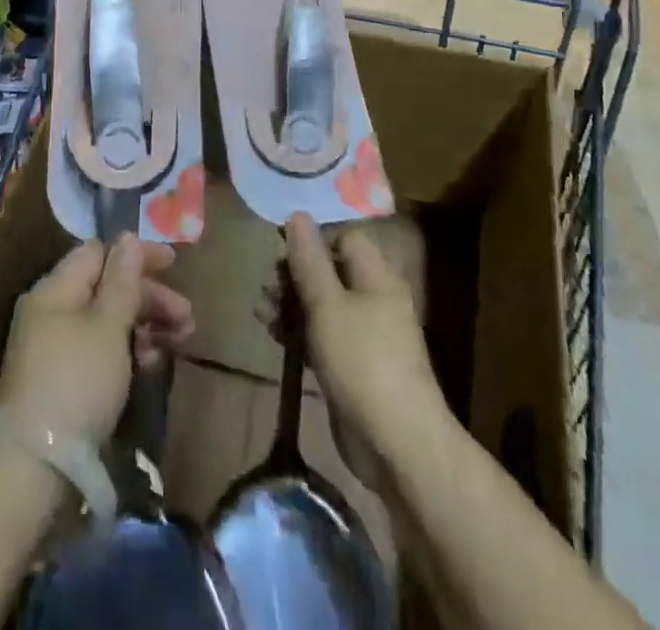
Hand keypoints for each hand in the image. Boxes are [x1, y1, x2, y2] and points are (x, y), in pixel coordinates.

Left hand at [0, 235, 193, 445]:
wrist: (32, 467)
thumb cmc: (76, 382)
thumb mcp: (107, 326)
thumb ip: (122, 280)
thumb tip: (128, 237)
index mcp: (56, 288)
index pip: (99, 253)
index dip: (137, 255)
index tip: (174, 265)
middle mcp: (51, 310)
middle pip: (106, 287)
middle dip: (149, 297)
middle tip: (187, 318)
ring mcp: (53, 347)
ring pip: (106, 321)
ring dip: (144, 325)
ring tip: (177, 342)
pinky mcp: (60, 381)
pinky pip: (99, 350)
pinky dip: (126, 351)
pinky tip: (149, 365)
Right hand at [285, 211, 446, 481]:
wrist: (398, 444)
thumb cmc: (362, 361)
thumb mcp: (327, 304)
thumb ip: (309, 259)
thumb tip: (297, 214)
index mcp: (376, 276)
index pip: (344, 238)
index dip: (312, 239)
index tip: (280, 249)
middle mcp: (373, 299)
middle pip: (329, 270)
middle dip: (294, 274)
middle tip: (267, 286)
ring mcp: (365, 334)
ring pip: (322, 304)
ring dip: (291, 303)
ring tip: (261, 312)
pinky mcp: (353, 365)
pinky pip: (322, 335)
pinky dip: (299, 331)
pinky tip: (273, 335)